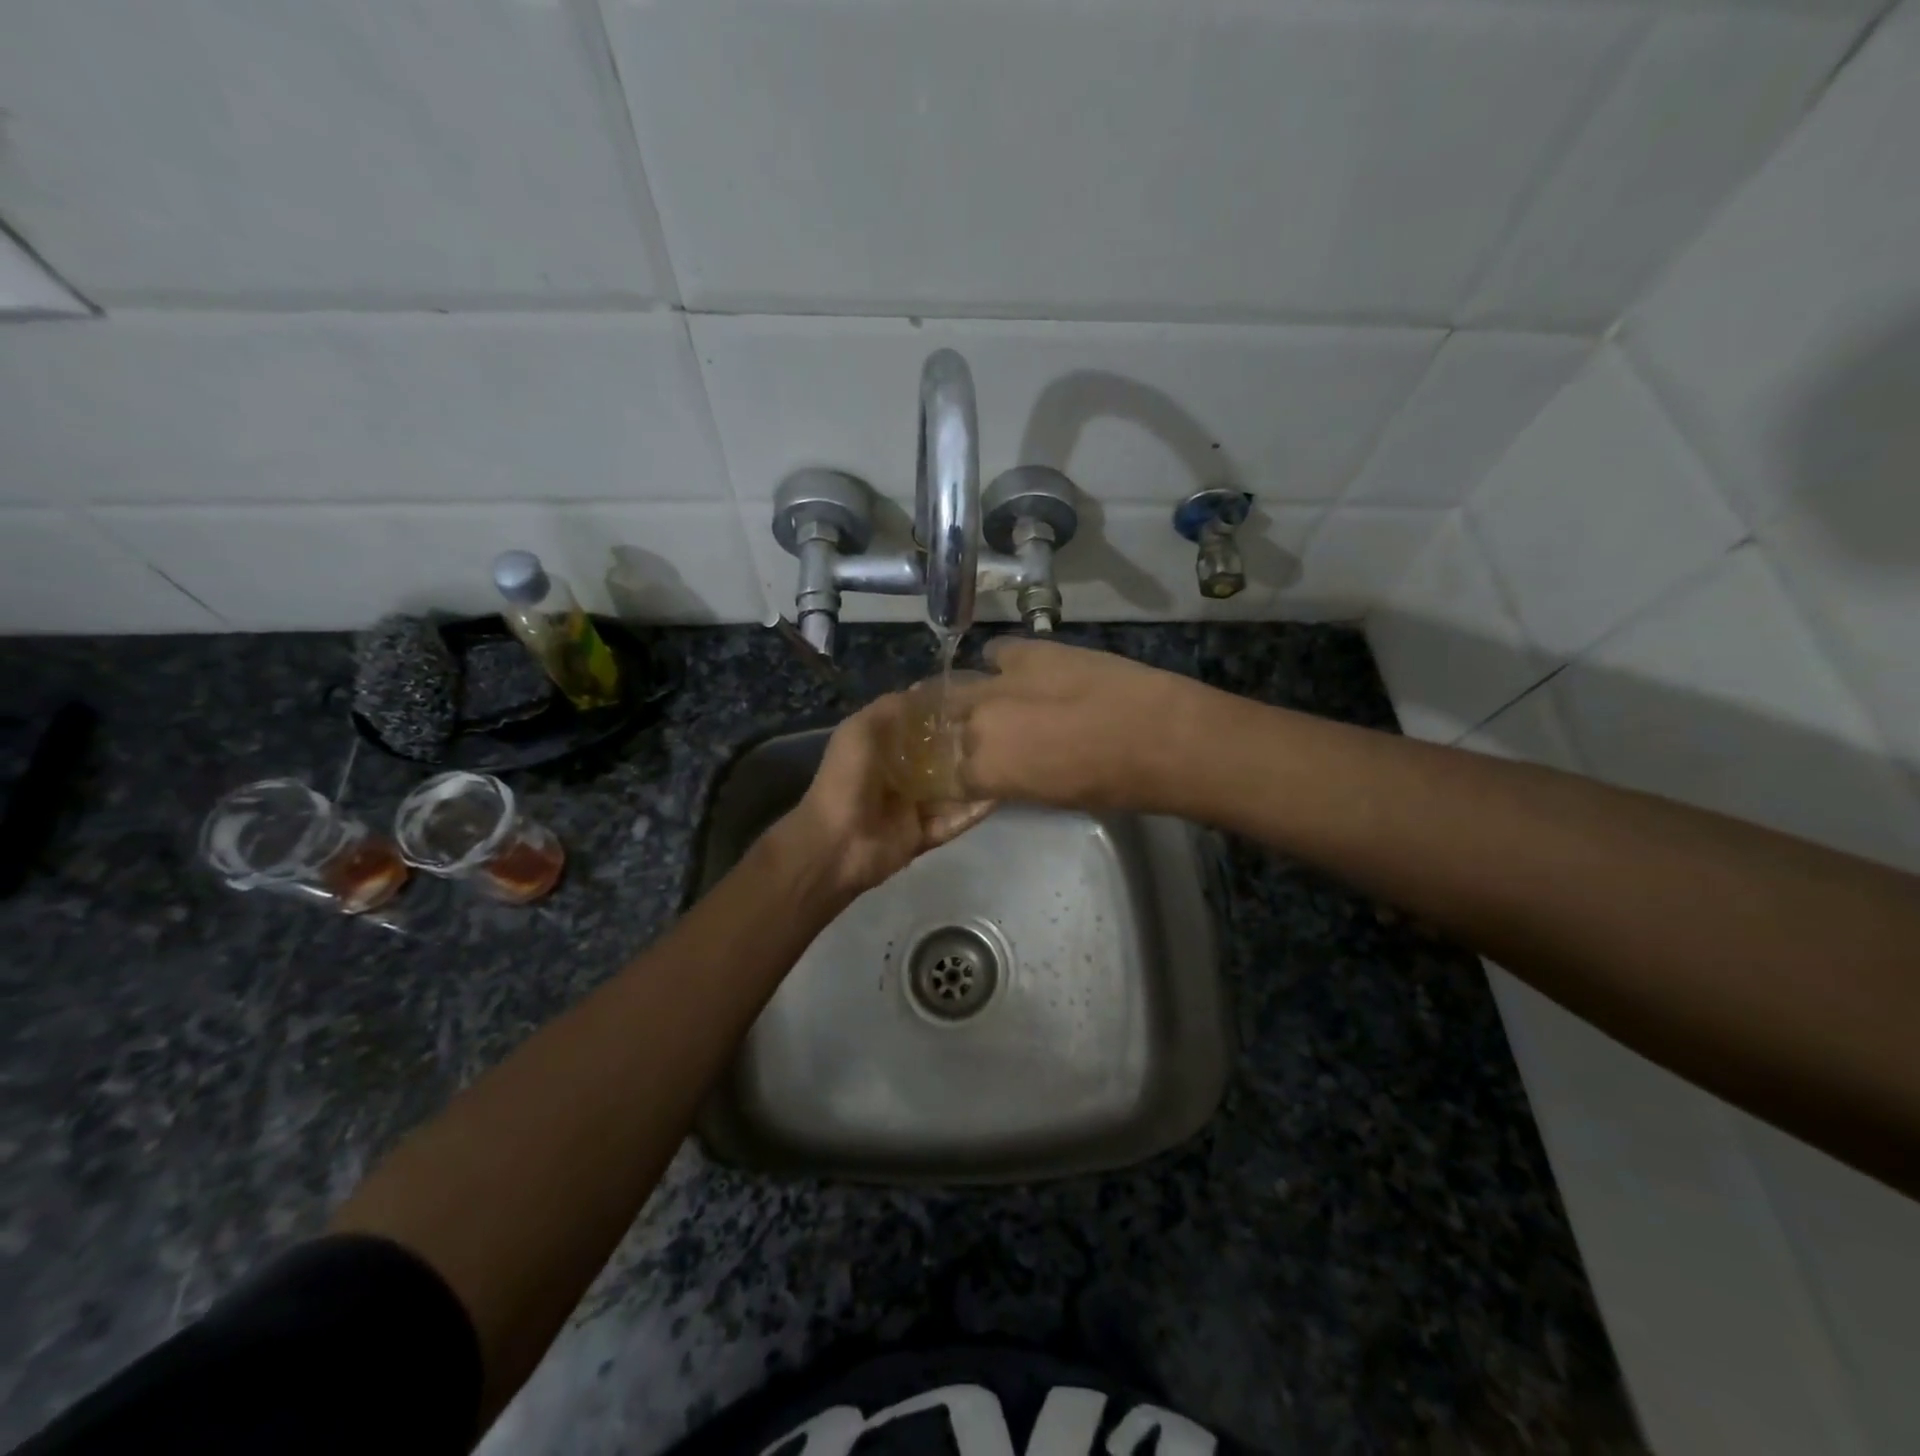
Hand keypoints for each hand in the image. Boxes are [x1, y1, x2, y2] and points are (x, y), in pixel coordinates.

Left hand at [773, 693, 994, 903]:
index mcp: (882, 748)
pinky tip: (999, 796)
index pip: (919, 727)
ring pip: (951, 790)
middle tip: (1001, 731)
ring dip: (974, 778)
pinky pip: (954, 821)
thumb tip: (924, 689)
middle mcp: (899, 775)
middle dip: (965, 746)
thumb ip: (891, 708)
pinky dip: (974, 811)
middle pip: (939, 758)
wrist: (835, 843)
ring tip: (1009, 761)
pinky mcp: (923, 835)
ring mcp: (912, 807)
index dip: (943, 714)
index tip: (977, 700)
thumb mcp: (861, 730)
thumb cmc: (847, 779)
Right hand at [954, 637, 1208, 810]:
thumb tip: (1005, 769)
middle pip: (948, 726)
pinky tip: (1015, 670)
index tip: (970, 775)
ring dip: (969, 698)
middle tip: (979, 736)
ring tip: (987, 701)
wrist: (1156, 734)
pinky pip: (996, 651)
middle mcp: (978, 725)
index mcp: (985, 771)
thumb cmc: (1110, 784)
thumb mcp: (1051, 797)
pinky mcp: (1027, 651)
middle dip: (956, 733)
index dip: (960, 776)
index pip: (950, 776)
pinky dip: (999, 662)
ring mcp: (999, 683)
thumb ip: (1013, 780)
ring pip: (959, 687)